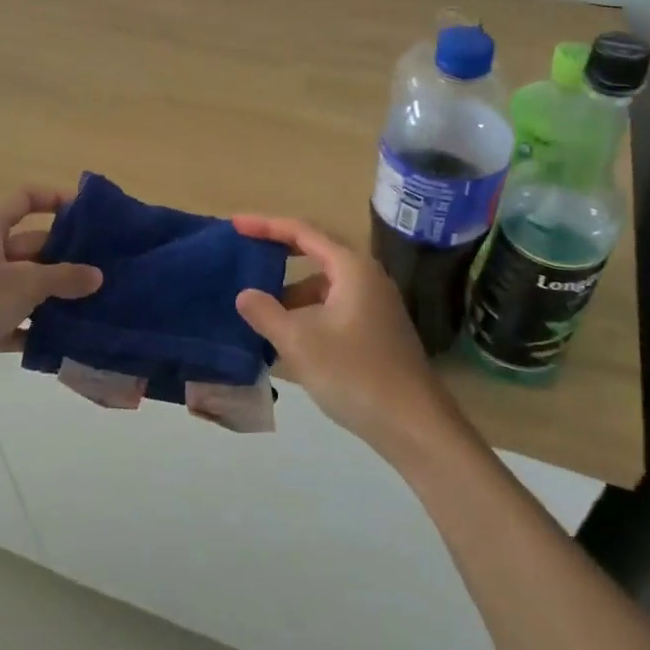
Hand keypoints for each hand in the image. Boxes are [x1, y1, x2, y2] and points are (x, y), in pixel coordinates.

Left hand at [0, 186, 101, 400]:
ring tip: (94, 308)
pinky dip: (32, 331)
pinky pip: (10, 324)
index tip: (88, 213)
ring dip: (53, 298)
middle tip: (105, 271)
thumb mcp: (21, 284)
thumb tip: (97, 275)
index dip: (55, 199)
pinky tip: (62, 343)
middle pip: (31, 247)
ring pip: (23, 288)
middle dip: (66, 258)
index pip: (25, 199)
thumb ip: (62, 278)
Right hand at [232, 215, 466, 461]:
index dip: (267, 226)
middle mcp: (367, 277)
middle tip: (246, 256)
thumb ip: (266, 313)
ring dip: (292, 294)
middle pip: (316, 253)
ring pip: (324, 286)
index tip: (236, 225)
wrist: (414, 424)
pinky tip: (288, 338)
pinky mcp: (377, 331)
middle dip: (279, 255)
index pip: (303, 232)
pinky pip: (333, 308)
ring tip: (259, 311)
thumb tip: (244, 294)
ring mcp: (375, 305)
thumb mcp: (300, 342)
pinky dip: (308, 314)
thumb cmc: (354, 374)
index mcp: (352, 268)